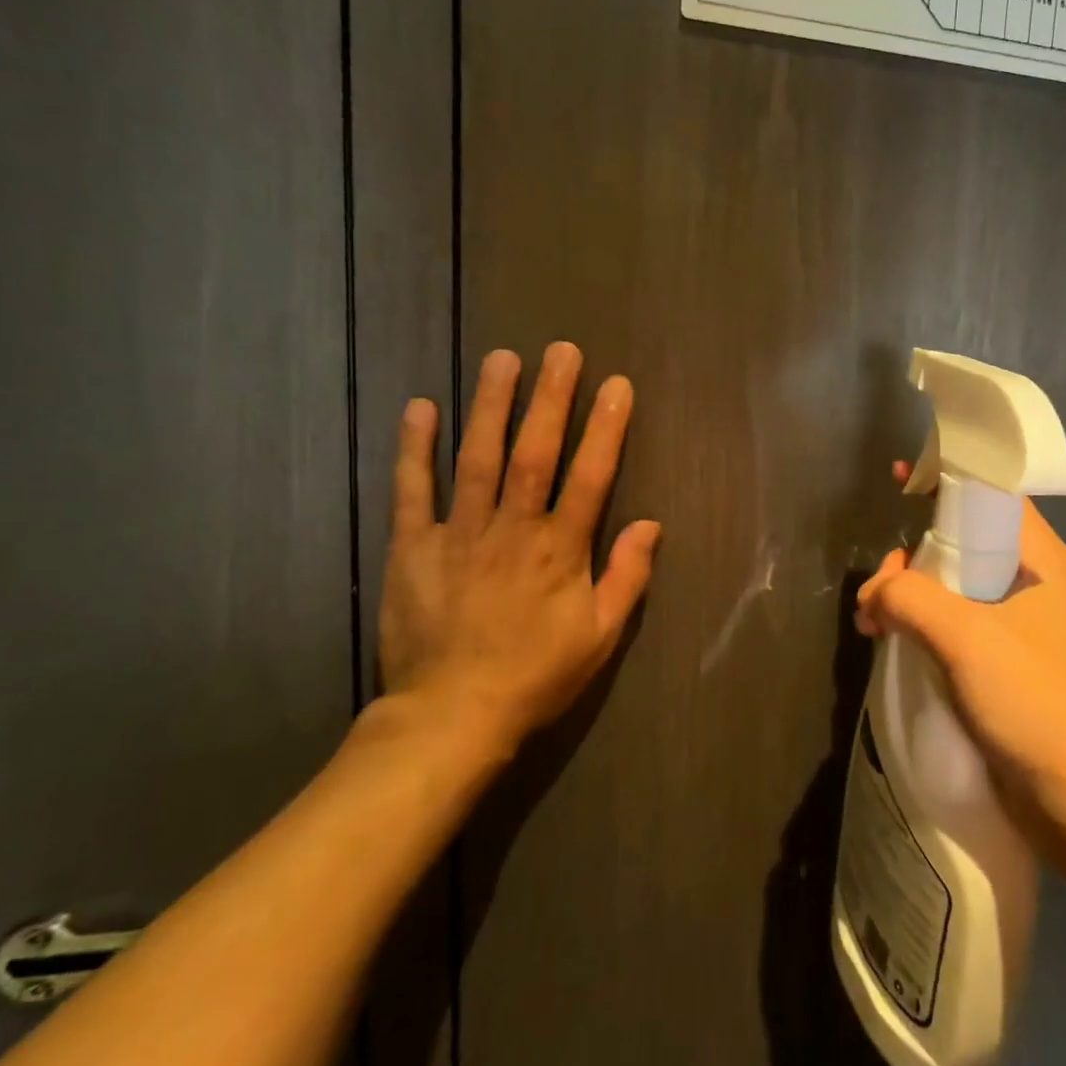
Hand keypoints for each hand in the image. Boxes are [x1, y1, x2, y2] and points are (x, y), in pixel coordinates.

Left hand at [376, 342, 660, 765]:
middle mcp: (513, 529)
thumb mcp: (600, 637)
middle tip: (561, 351)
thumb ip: (627, 577)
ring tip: (502, 359)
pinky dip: (415, 448)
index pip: (590, 476)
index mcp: (560, 550)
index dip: (606, 428)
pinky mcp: (414, 547)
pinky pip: (413, 490)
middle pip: (534, 452)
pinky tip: (421, 407)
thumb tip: (651, 525)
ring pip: (477, 457)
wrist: (452, 715)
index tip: (617, 385)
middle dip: (551, 398)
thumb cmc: (536, 676)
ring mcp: (459, 533)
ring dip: (490, 405)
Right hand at [854, 464, 1065, 832]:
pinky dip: (925, 627)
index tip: (902, 478)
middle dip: (915, 555)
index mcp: (1041, 559)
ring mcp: (1025, 627)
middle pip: (965, 541)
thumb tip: (876, 595)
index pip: (994, 493)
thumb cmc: (1036, 702)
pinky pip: (960, 625)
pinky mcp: (1011, 665)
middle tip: (880, 592)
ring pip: (958, 587)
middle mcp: (1036, 583)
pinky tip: (895, 647)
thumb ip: (910, 598)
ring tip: (874, 625)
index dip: (949, 476)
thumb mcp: (966, 638)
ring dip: (913, 596)